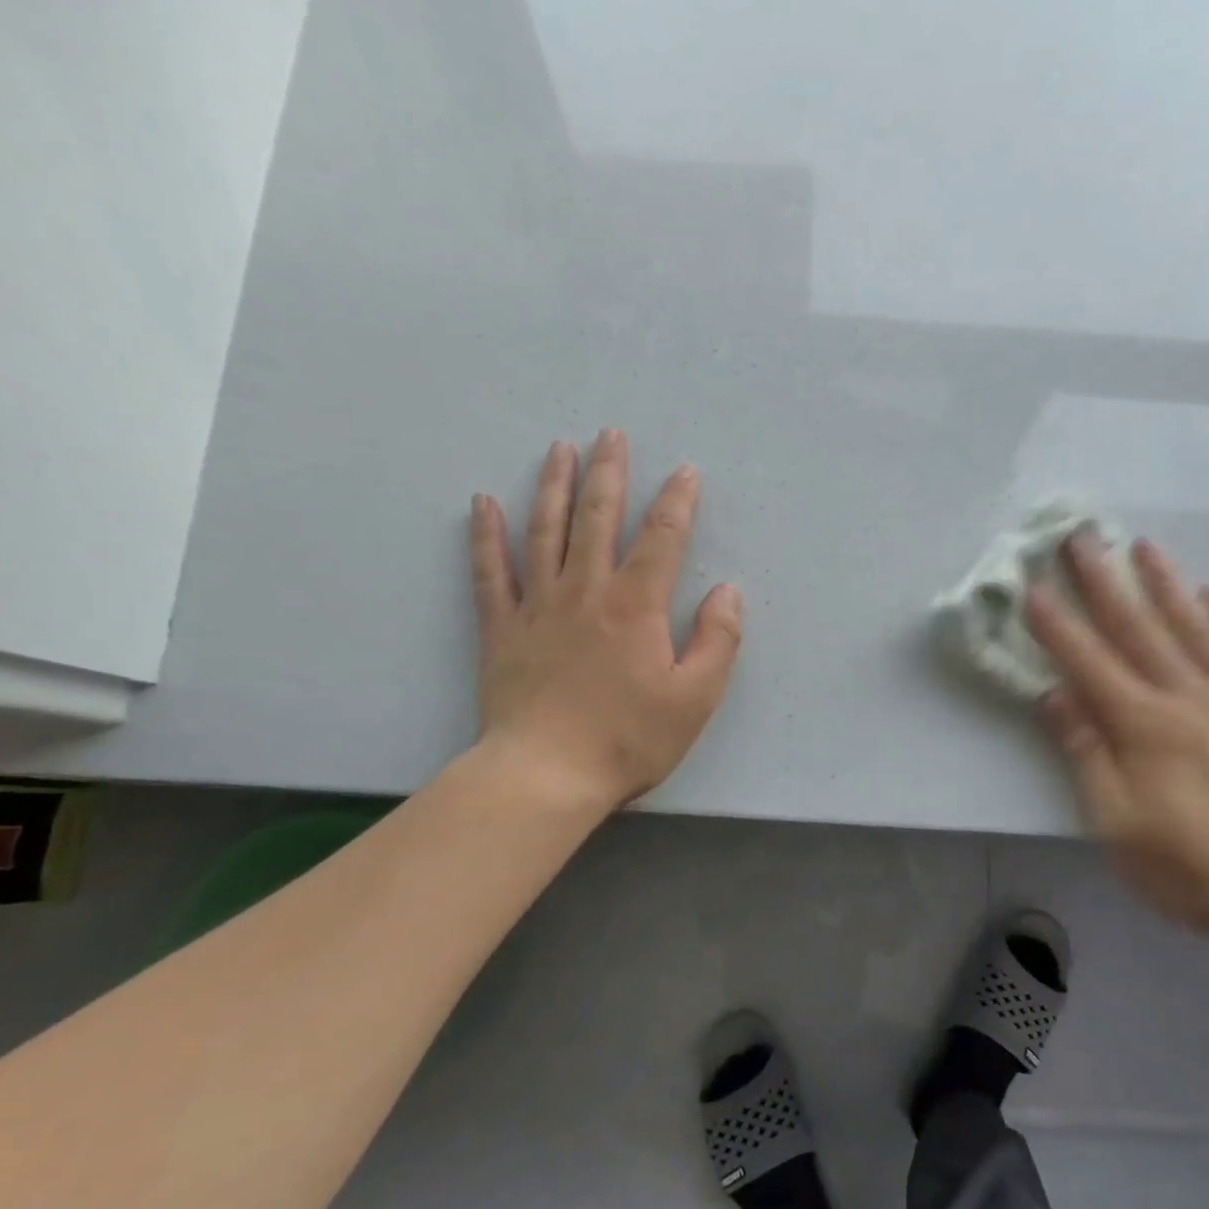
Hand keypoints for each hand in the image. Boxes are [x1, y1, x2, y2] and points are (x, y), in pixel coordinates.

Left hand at [469, 430, 741, 810]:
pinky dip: (485, 535)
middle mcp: (586, 590)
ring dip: (554, 486)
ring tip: (560, 448)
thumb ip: (717, 640)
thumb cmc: (628, 739)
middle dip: (609, 473)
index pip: (661, 538)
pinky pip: (490, 571)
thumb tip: (726, 590)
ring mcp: (538, 605)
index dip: (676, 501)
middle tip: (611, 434)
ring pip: (545, 530)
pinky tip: (482, 503)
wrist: (546, 775)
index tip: (685, 471)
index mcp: (636, 605)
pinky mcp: (501, 628)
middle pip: (598, 517)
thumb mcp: (695, 698)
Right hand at [1027, 533, 1208, 946]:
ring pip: (1196, 629)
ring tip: (1145, 546)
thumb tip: (1054, 694)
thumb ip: (1086, 751)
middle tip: (1083, 537)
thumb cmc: (1187, 866)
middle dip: (1105, 581)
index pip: (1089, 661)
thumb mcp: (1115, 820)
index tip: (1033, 585)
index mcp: (1144, 725)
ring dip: (1167, 584)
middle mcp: (1189, 699)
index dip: (1057, 623)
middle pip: (1139, 629)